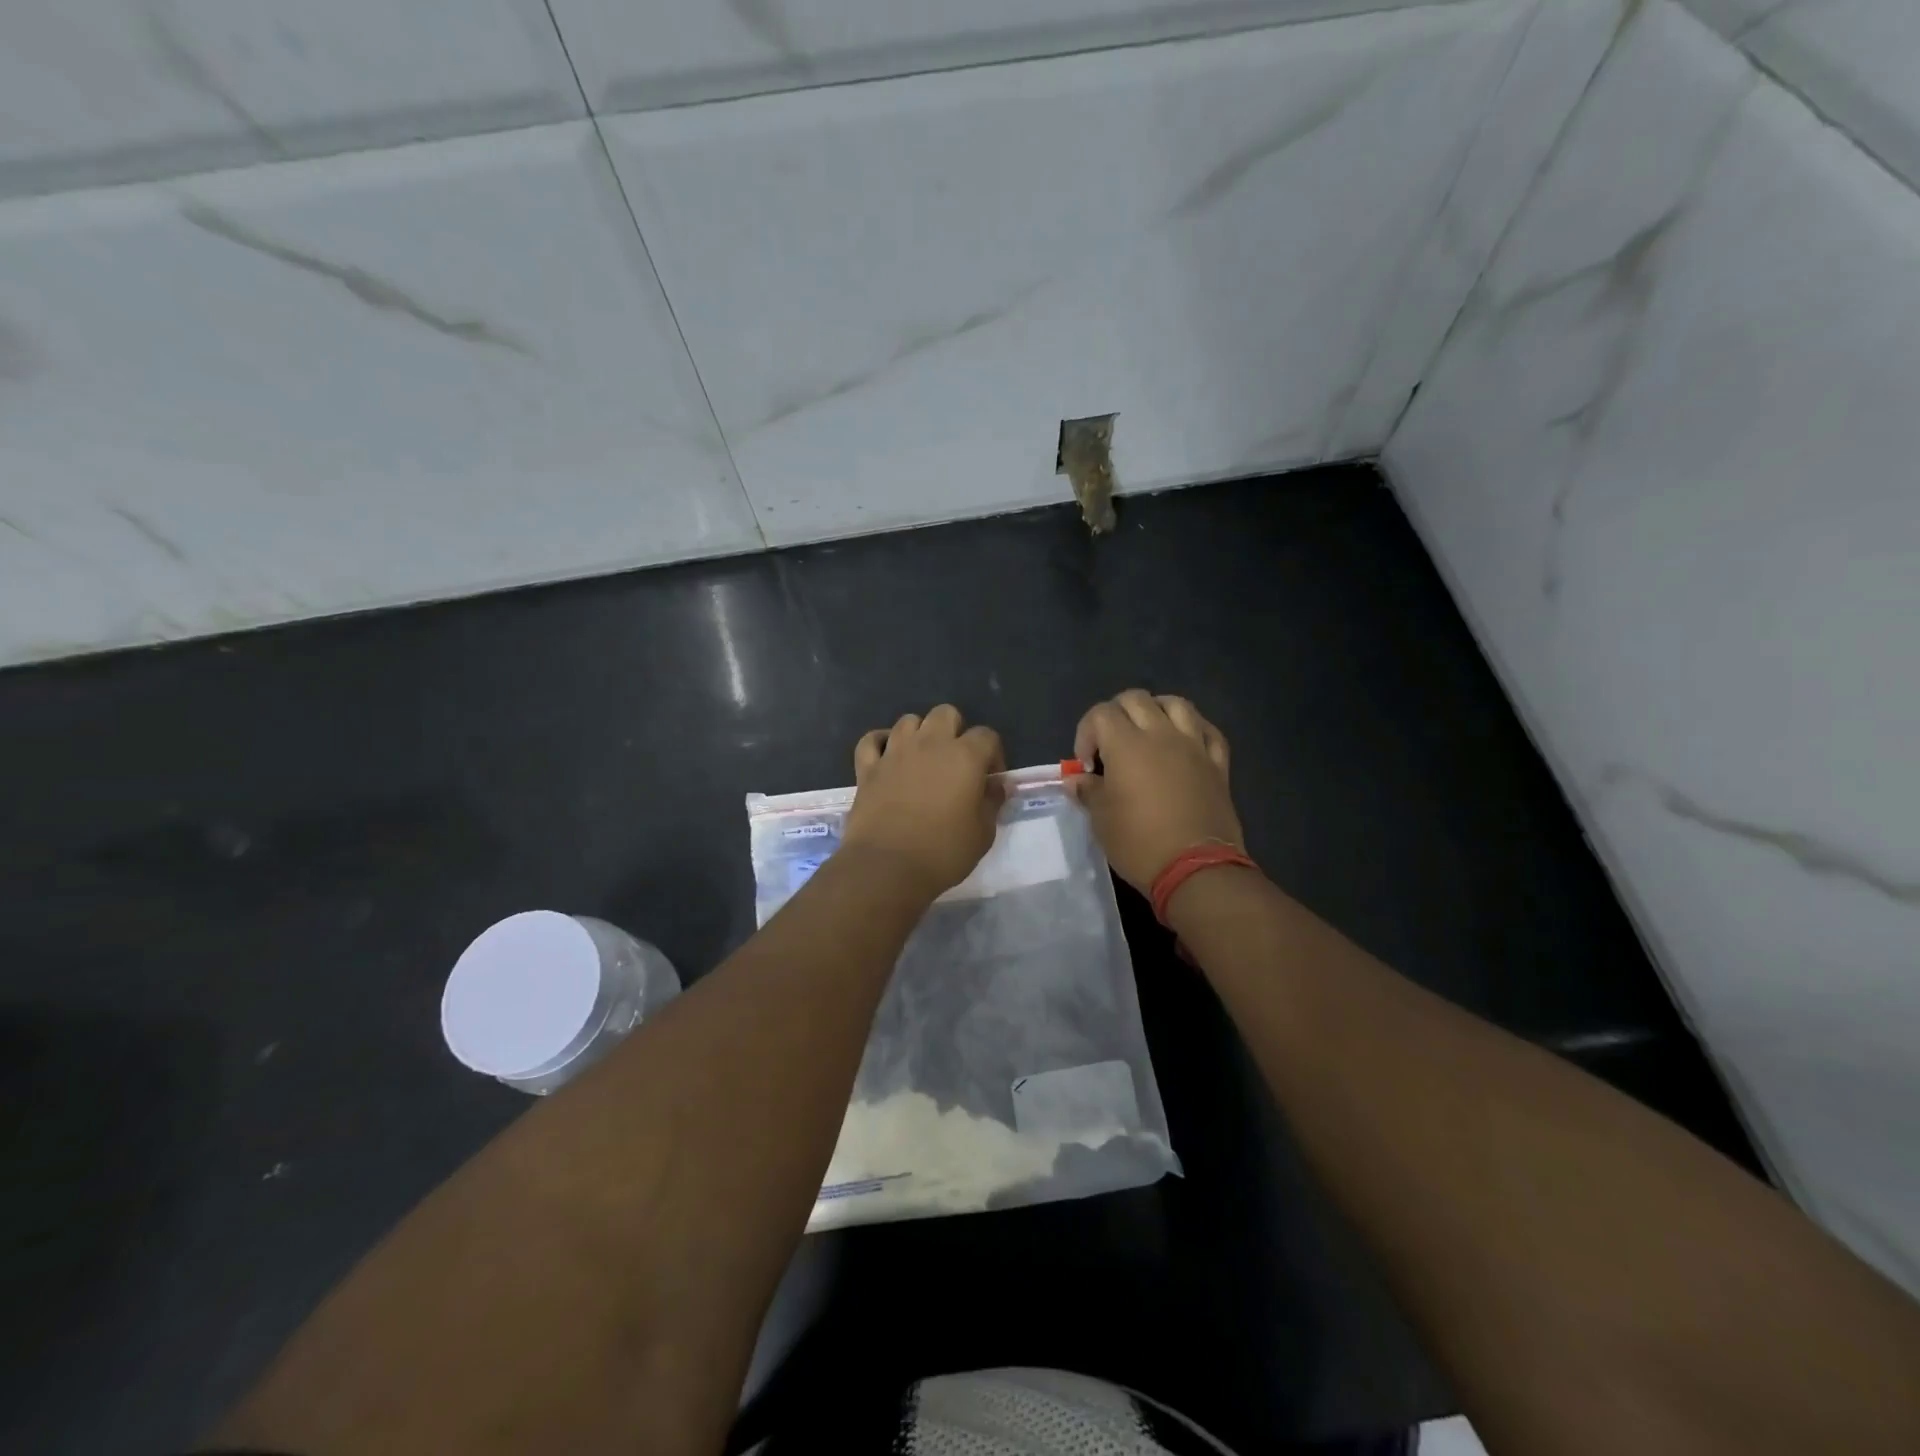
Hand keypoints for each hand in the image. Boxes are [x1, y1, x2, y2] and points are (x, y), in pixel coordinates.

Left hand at [844, 705, 1005, 897]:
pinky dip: (880, 743)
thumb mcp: (983, 833)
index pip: (987, 735)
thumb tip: (998, 785)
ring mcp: (895, 752)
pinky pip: (872, 740)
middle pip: (946, 714)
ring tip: (923, 760)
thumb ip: (992, 802)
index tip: (990, 780)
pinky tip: (887, 757)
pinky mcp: (867, 767)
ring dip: (920, 734)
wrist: (888, 867)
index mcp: (964, 756)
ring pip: (909, 721)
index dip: (993, 754)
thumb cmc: (944, 852)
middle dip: (955, 731)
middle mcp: (930, 743)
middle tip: (956, 763)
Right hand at [1070, 690, 1242, 893]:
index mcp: (1127, 744)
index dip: (1086, 733)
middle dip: (1116, 715)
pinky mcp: (1218, 764)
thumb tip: (1076, 780)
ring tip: (1147, 734)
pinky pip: (1208, 732)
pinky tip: (1185, 744)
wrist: (1196, 869)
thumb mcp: (1101, 820)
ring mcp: (1194, 746)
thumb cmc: (1139, 843)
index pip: (1101, 714)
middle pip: (1136, 699)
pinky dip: (1193, 730)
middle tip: (1110, 745)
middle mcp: (1161, 735)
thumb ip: (1088, 792)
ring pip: (1176, 705)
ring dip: (1156, 711)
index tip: (1086, 765)